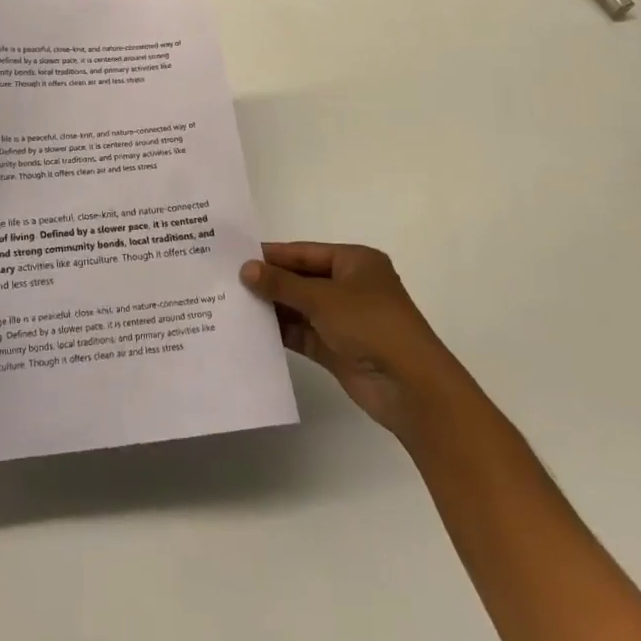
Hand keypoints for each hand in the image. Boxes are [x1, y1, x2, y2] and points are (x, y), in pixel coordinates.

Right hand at [240, 242, 450, 435]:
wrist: (412, 389)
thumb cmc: (371, 325)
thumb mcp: (322, 298)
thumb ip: (281, 284)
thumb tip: (245, 269)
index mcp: (355, 261)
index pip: (304, 252)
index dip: (272, 254)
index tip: (236, 255)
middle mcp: (350, 286)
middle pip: (301, 279)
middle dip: (269, 282)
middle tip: (228, 279)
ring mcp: (344, 320)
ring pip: (300, 307)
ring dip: (273, 307)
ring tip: (233, 303)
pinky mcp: (338, 349)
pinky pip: (303, 333)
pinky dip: (282, 331)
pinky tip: (252, 330)